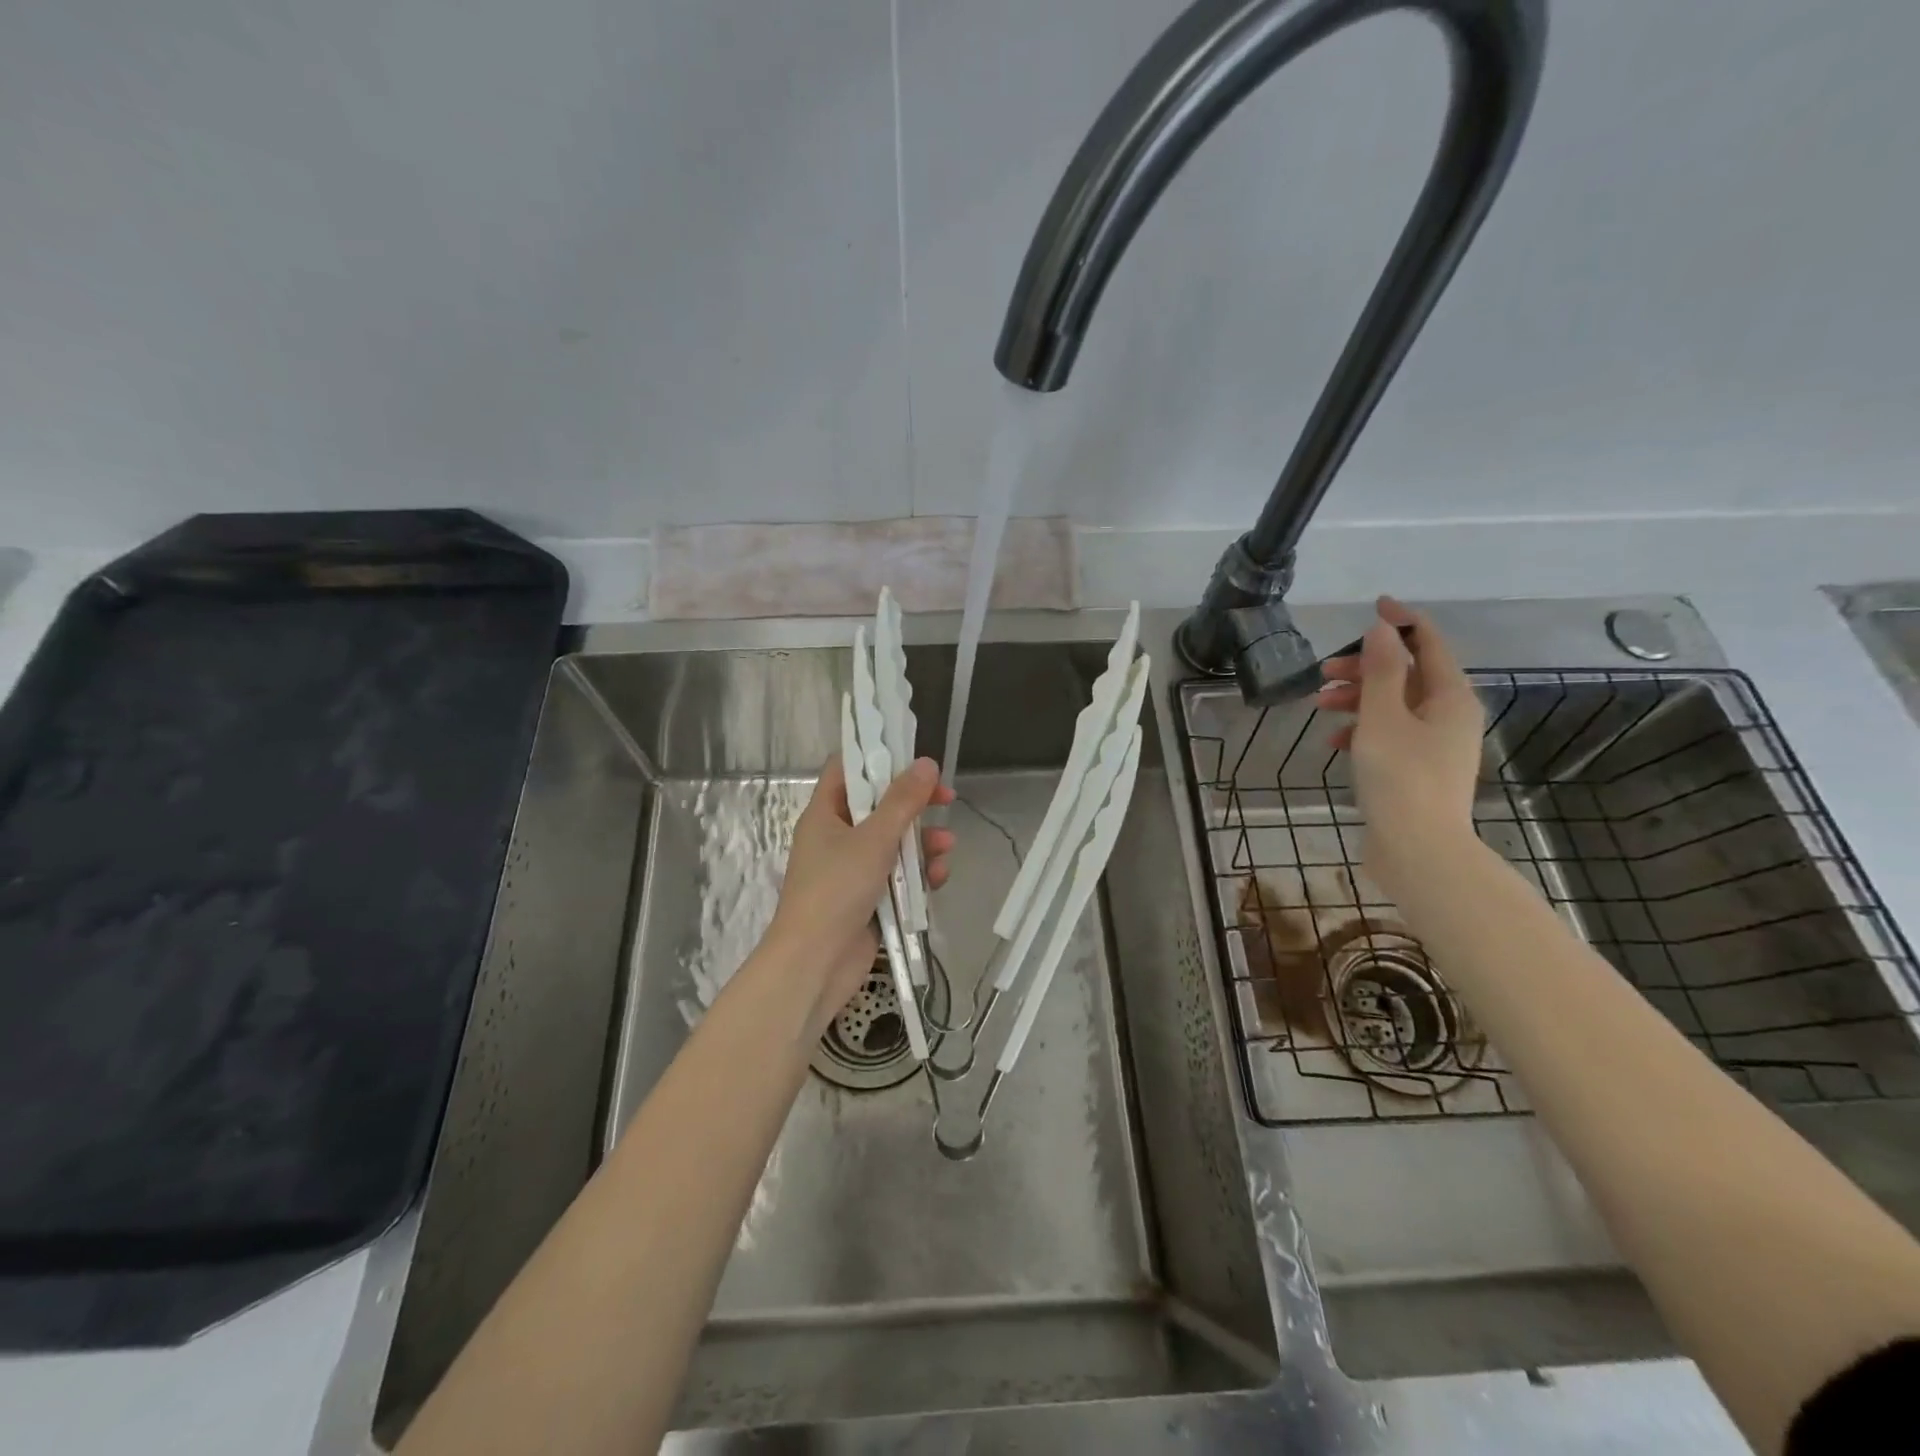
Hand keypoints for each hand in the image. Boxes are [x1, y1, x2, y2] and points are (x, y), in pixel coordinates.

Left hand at [765, 755, 954, 1034]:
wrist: (815, 964)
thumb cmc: (836, 890)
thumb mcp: (873, 839)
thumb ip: (902, 801)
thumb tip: (926, 763)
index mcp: (825, 814)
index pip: (847, 770)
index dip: (877, 757)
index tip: (912, 755)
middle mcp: (836, 837)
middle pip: (879, 807)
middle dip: (913, 805)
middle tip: (945, 797)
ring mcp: (852, 870)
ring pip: (894, 843)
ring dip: (922, 842)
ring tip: (947, 846)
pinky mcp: (868, 899)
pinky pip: (898, 876)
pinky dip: (918, 875)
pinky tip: (939, 878)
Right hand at [1315, 597, 1484, 891]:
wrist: (1419, 849)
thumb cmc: (1400, 777)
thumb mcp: (1382, 718)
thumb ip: (1380, 671)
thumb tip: (1383, 628)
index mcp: (1451, 696)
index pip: (1429, 642)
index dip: (1401, 621)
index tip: (1373, 605)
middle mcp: (1450, 715)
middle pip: (1407, 674)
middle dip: (1365, 668)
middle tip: (1325, 671)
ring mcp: (1436, 744)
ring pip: (1395, 705)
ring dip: (1359, 698)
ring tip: (1321, 705)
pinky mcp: (1419, 769)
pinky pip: (1391, 734)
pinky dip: (1364, 729)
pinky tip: (1335, 742)